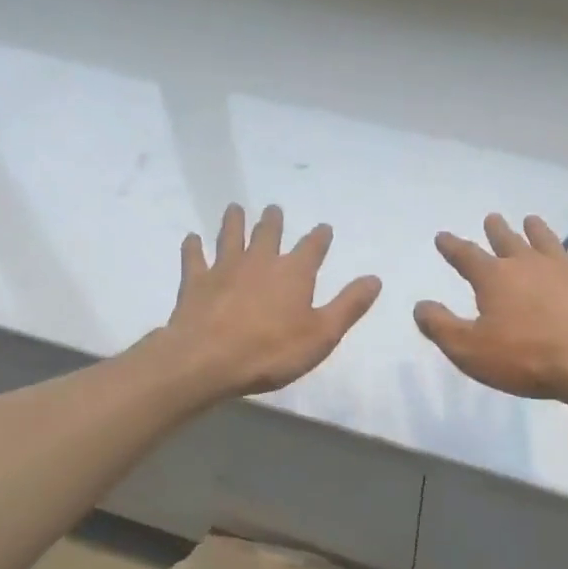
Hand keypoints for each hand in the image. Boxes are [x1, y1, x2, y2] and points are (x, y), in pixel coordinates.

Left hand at [162, 204, 380, 399]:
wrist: (207, 360)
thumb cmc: (271, 351)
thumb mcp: (322, 334)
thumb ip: (348, 305)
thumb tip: (375, 278)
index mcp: (294, 273)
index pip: (312, 247)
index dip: (319, 237)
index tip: (323, 228)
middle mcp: (260, 261)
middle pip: (268, 234)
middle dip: (273, 221)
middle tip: (274, 209)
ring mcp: (225, 268)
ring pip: (231, 237)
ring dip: (234, 222)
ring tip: (235, 208)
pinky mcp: (196, 282)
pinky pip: (194, 258)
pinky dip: (194, 247)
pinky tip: (192, 238)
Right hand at [414, 213, 567, 404]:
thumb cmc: (525, 357)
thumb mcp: (469, 350)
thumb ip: (441, 327)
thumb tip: (420, 305)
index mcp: (494, 278)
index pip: (466, 255)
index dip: (452, 246)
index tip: (442, 236)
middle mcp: (526, 263)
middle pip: (507, 240)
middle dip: (496, 230)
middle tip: (492, 218)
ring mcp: (562, 268)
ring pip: (545, 240)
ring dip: (535, 230)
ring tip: (530, 220)